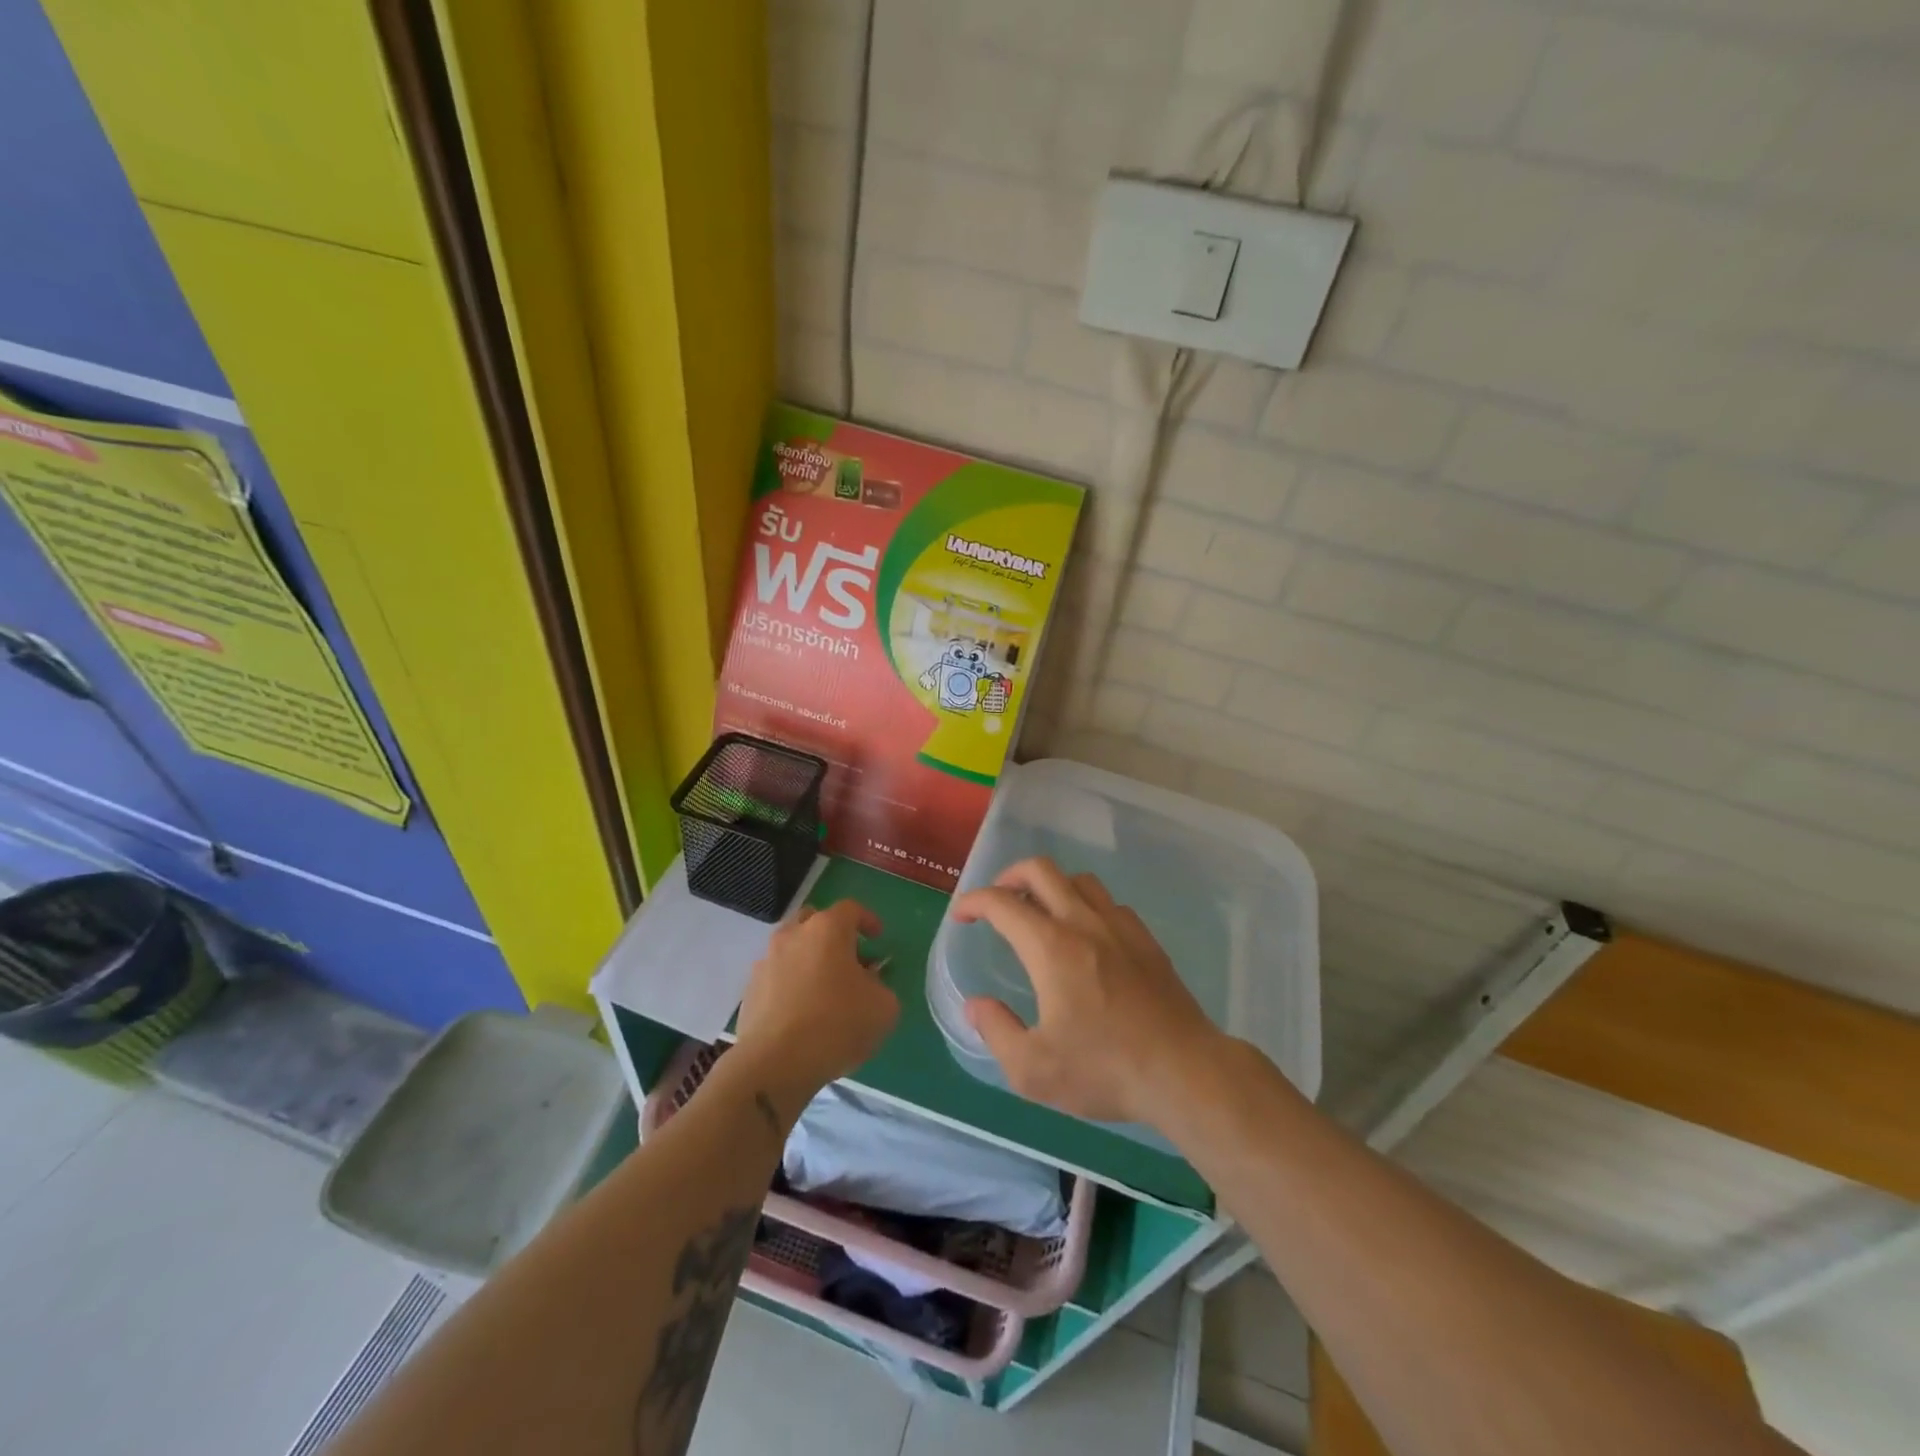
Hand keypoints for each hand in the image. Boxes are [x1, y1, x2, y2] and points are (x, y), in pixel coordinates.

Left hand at [732, 900, 898, 1110]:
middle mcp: (793, 935)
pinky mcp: (749, 990)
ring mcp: (766, 961)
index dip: (867, 920)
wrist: (775, 1063)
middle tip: (848, 961)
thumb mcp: (883, 1007)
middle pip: (815, 922)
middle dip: (833, 936)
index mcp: (827, 929)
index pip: (851, 909)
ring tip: (823, 991)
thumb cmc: (837, 1024)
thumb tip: (869, 982)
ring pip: (792, 949)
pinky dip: (790, 985)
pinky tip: (801, 1013)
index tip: (877, 938)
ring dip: (809, 961)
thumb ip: (881, 985)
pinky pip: (776, 977)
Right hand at [950, 857, 1224, 1126]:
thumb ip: (997, 1031)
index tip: (961, 915)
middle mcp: (1083, 923)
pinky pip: (1108, 902)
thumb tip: (976, 1005)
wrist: (1185, 1071)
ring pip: (1078, 880)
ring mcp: (1120, 926)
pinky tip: (1085, 934)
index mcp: (1051, 947)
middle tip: (998, 901)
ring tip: (1039, 912)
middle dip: (1009, 876)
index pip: (1002, 902)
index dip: (974, 901)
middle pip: (1041, 870)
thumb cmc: (1105, 1070)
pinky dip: (1085, 904)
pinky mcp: (1146, 940)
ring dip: (1050, 886)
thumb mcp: (1033, 1069)